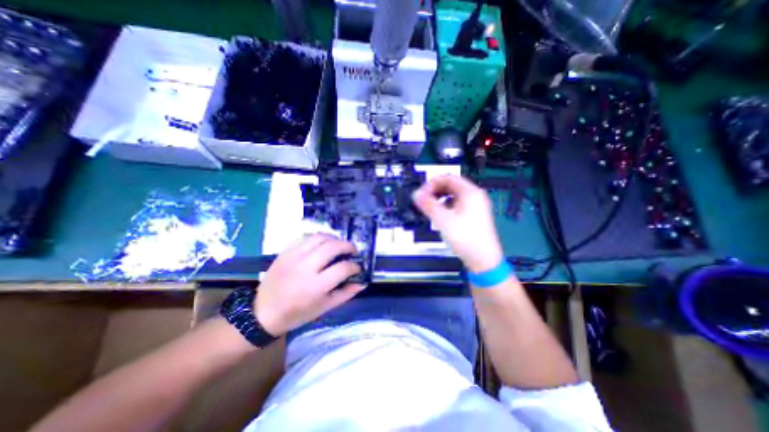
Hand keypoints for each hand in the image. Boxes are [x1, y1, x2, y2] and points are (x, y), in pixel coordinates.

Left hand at [255, 234, 362, 335]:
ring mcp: (294, 257)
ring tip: (339, 245)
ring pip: (320, 238)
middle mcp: (305, 268)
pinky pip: (306, 238)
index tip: (357, 268)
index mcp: (316, 286)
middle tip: (353, 251)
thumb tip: (362, 283)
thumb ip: (345, 294)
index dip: (355, 266)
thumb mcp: (324, 308)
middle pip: (333, 247)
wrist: (263, 312)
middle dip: (348, 246)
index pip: (343, 268)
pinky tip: (323, 245)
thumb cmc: (297, 314)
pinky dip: (319, 238)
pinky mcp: (285, 252)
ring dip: (334, 239)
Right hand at [414, 174, 505, 268]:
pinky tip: (441, 215)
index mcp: (470, 193)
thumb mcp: (443, 220)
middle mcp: (475, 196)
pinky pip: (457, 204)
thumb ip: (428, 205)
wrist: (483, 260)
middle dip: (435, 190)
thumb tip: (416, 194)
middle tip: (424, 199)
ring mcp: (476, 206)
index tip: (421, 193)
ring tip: (430, 206)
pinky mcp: (473, 216)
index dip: (432, 183)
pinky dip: (446, 205)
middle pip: (451, 185)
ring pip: (454, 195)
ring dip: (440, 198)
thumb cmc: (466, 238)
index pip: (448, 178)